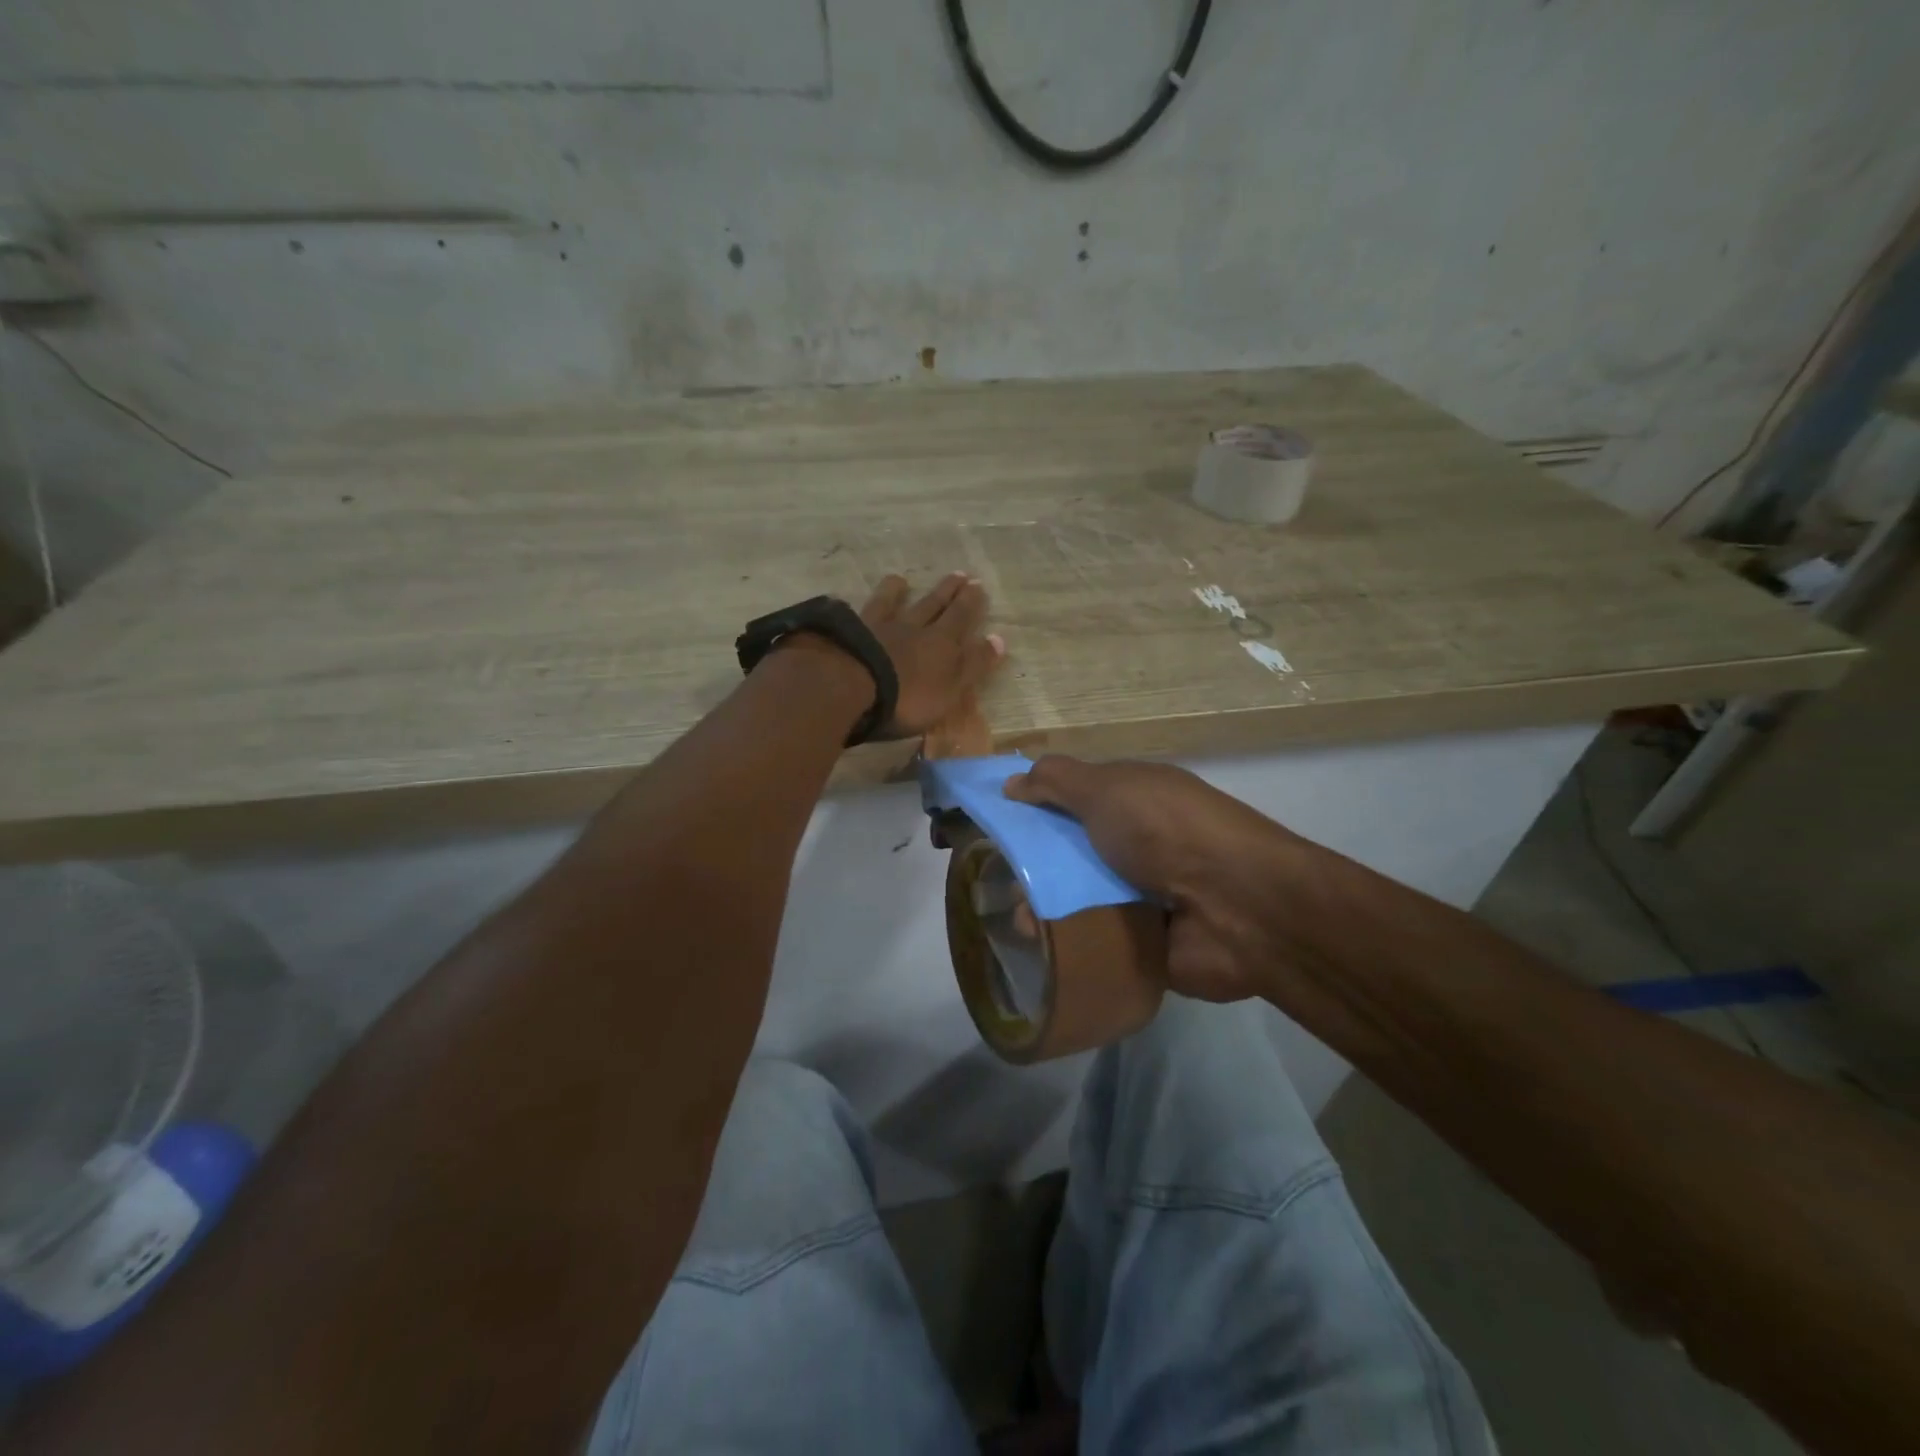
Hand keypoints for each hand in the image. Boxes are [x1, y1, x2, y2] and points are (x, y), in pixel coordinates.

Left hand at [860, 572, 1005, 736]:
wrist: (852, 685)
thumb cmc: (907, 698)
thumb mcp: (951, 689)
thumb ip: (973, 665)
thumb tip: (999, 639)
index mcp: (941, 644)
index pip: (961, 619)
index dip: (971, 604)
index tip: (978, 586)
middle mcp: (912, 628)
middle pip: (933, 605)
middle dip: (948, 591)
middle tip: (959, 574)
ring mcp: (878, 627)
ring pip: (892, 603)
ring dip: (899, 591)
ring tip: (902, 580)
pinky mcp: (849, 632)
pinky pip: (859, 613)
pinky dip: (860, 606)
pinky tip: (853, 600)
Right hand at [1004, 756, 1314, 1002]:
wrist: (1238, 908)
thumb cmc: (1166, 832)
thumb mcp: (1108, 788)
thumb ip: (1057, 781)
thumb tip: (1012, 782)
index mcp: (1134, 800)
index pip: (1073, 799)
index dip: (1035, 807)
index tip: (996, 825)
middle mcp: (1138, 844)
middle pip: (1071, 852)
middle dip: (1033, 865)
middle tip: (996, 880)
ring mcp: (1144, 895)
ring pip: (1079, 898)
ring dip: (1046, 907)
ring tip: (1018, 923)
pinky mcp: (1145, 942)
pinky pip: (1096, 940)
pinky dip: (1070, 943)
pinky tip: (1040, 949)